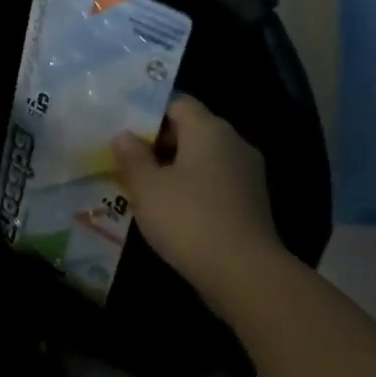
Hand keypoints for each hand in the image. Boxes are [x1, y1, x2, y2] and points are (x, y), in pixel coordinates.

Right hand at [112, 95, 280, 298]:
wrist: (244, 273)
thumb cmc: (189, 219)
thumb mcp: (147, 188)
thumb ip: (132, 156)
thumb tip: (124, 135)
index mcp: (209, 129)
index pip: (177, 102)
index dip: (148, 112)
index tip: (123, 131)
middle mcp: (233, 143)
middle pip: (192, 129)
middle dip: (158, 143)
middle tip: (126, 160)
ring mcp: (247, 173)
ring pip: (203, 158)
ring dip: (175, 168)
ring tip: (144, 187)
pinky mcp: (251, 202)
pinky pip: (215, 182)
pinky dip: (193, 189)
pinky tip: (171, 210)